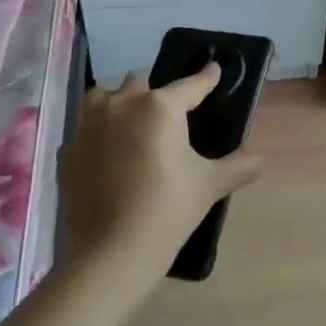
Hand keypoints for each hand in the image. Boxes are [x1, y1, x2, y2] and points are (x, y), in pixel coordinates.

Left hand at [58, 64, 262, 295]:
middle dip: (156, 94)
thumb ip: (239, 165)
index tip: (214, 70)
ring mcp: (88, 126)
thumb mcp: (211, 185)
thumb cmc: (167, 211)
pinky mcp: (68, 151)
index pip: (190, 84)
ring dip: (120, 104)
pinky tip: (110, 158)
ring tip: (133, 127)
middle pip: (141, 83)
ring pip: (104, 98)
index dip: (206, 77)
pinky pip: (87, 131)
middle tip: (170, 118)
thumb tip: (258, 157)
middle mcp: (120, 104)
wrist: (110, 255)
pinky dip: (100, 137)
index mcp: (159, 107)